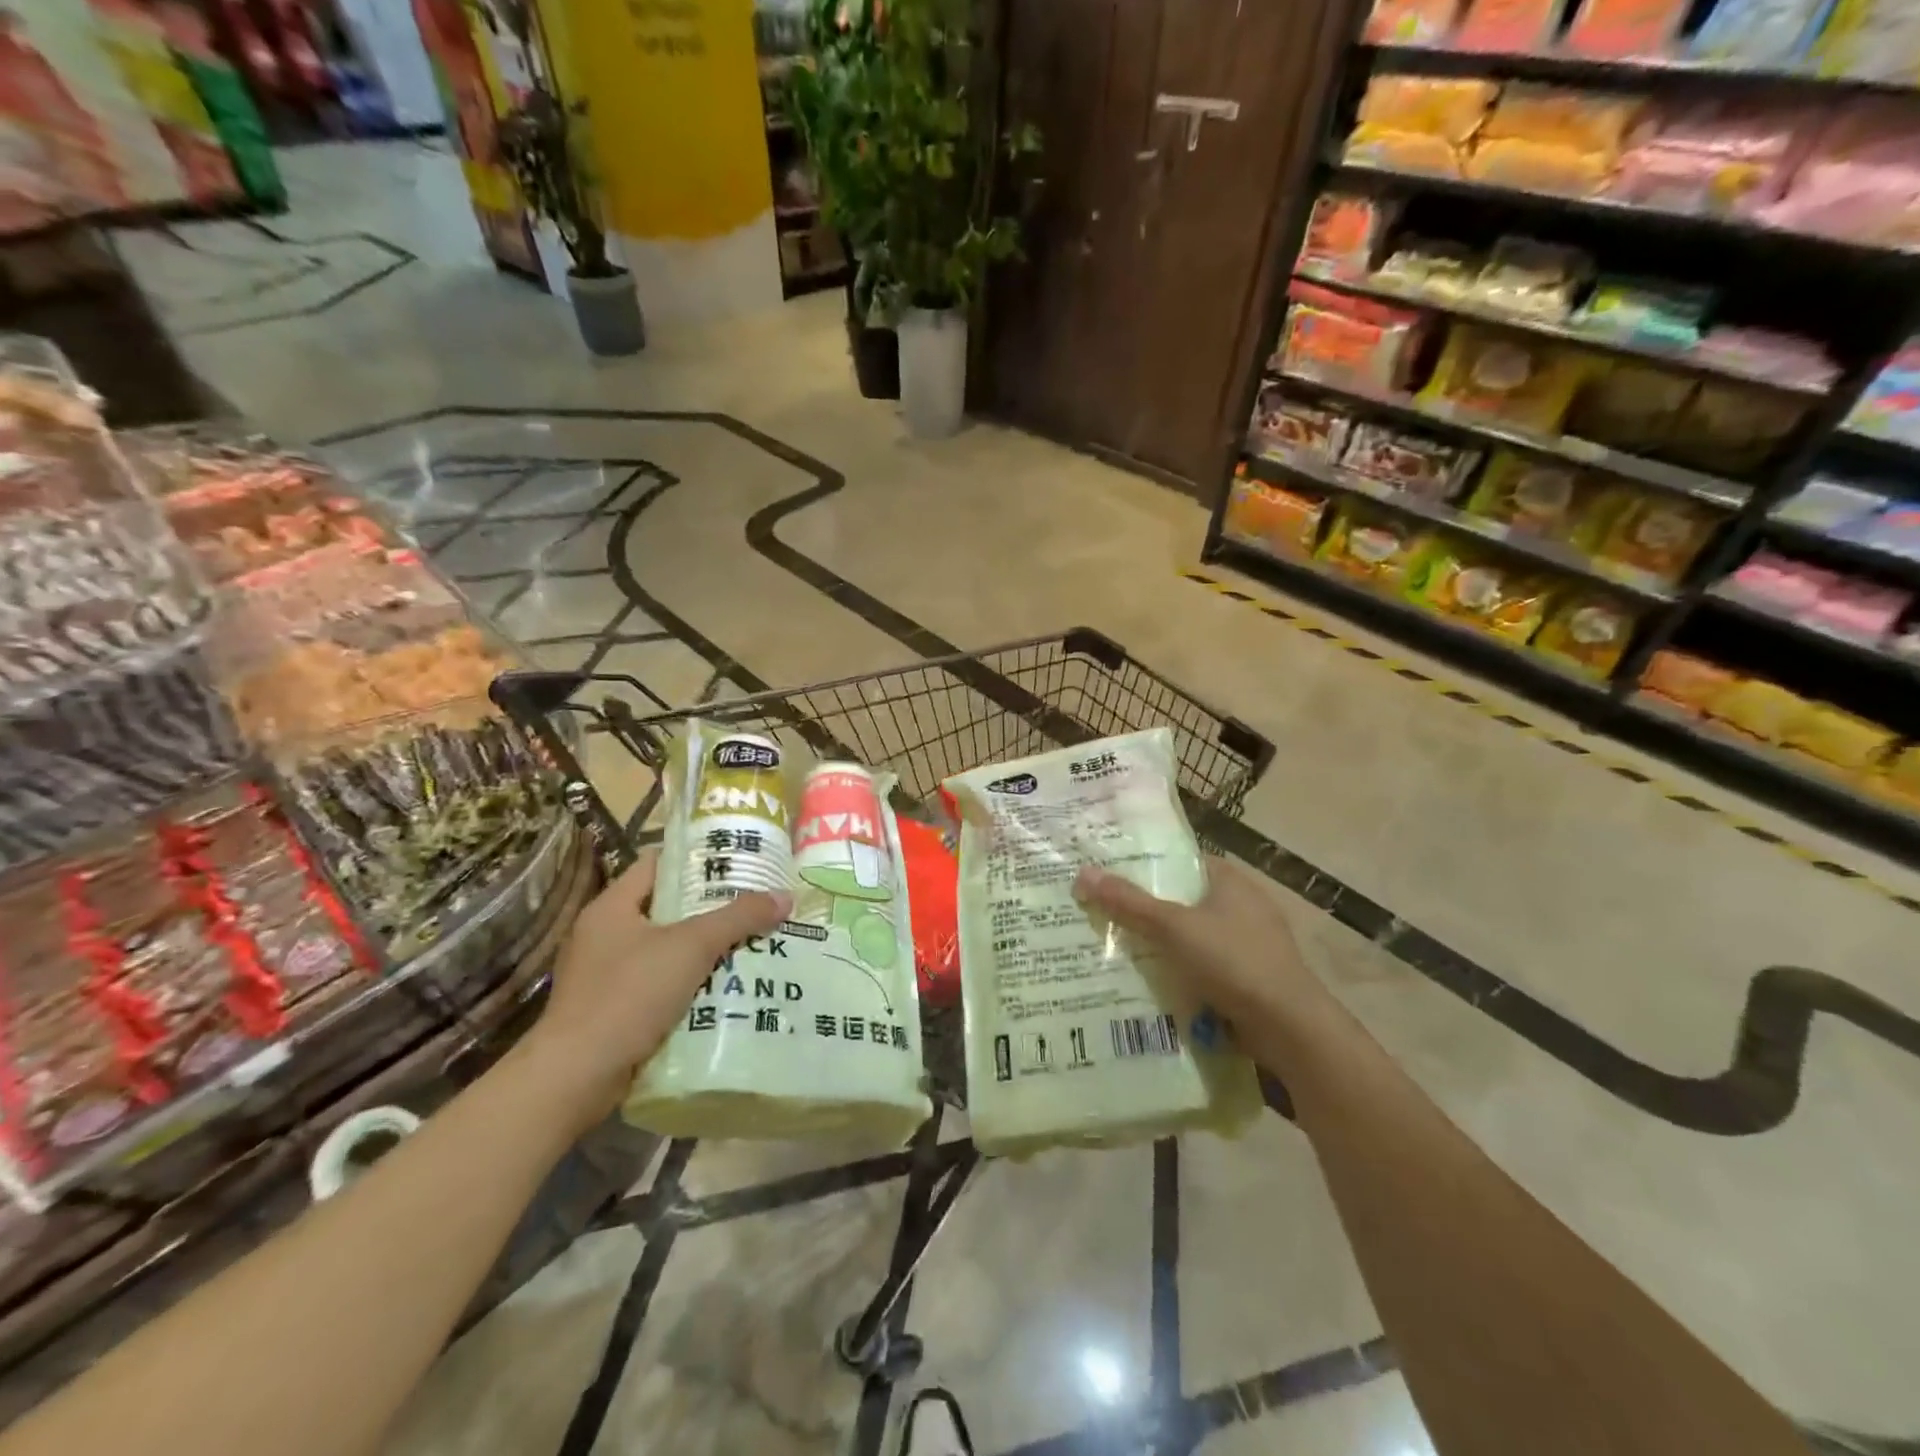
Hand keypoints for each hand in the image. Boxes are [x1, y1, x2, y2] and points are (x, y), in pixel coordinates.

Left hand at [521, 850, 791, 1126]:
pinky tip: (727, 988)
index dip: (697, 858)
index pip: (657, 864)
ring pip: (667, 950)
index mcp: (612, 907)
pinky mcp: (614, 1011)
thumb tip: (785, 896)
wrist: (575, 1077)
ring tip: (753, 943)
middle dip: (712, 908)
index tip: (738, 861)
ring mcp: (606, 975)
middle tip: (755, 904)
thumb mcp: (690, 947)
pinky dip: (692, 984)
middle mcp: (604, 935)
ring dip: (705, 950)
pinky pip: (661, 985)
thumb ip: (738, 918)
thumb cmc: (628, 995)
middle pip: (667, 908)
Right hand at [1073, 857, 1336, 1058]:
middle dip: (1147, 909)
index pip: (1181, 860)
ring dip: (1162, 945)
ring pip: (1192, 936)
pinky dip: (1181, 972)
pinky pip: (1204, 966)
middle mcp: (1243, 905)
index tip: (1109, 875)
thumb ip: (1129, 902)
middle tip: (1102, 913)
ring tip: (1115, 948)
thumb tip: (1084, 873)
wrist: (1289, 1028)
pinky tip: (1151, 983)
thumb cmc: (1233, 961)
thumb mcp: (1173, 928)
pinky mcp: (1249, 977)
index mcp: (1230, 880)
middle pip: (1183, 899)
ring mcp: (1249, 943)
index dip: (1146, 865)